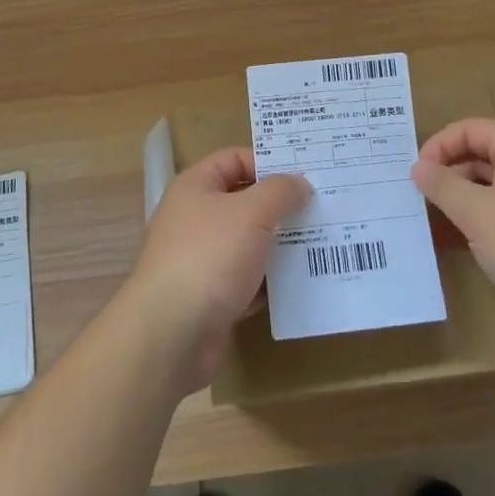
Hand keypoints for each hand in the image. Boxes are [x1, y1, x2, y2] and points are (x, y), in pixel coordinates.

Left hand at [125, 148, 311, 390]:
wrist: (172, 336)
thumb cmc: (210, 256)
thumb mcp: (252, 212)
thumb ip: (280, 191)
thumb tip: (300, 182)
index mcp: (196, 186)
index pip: (235, 159)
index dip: (268, 162)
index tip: (305, 174)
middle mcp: (194, 218)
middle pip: (244, 202)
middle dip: (280, 206)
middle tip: (322, 208)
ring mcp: (201, 260)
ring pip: (248, 243)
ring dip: (279, 245)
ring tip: (321, 243)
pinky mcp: (210, 299)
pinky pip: (247, 281)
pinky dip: (270, 282)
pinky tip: (302, 283)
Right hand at [412, 117, 494, 330]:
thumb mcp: (477, 213)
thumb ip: (443, 186)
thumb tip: (418, 166)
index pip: (470, 128)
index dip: (439, 145)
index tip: (416, 173)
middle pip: (482, 155)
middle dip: (449, 173)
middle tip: (420, 197)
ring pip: (493, 186)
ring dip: (464, 199)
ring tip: (436, 221)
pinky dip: (483, 221)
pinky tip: (466, 244)